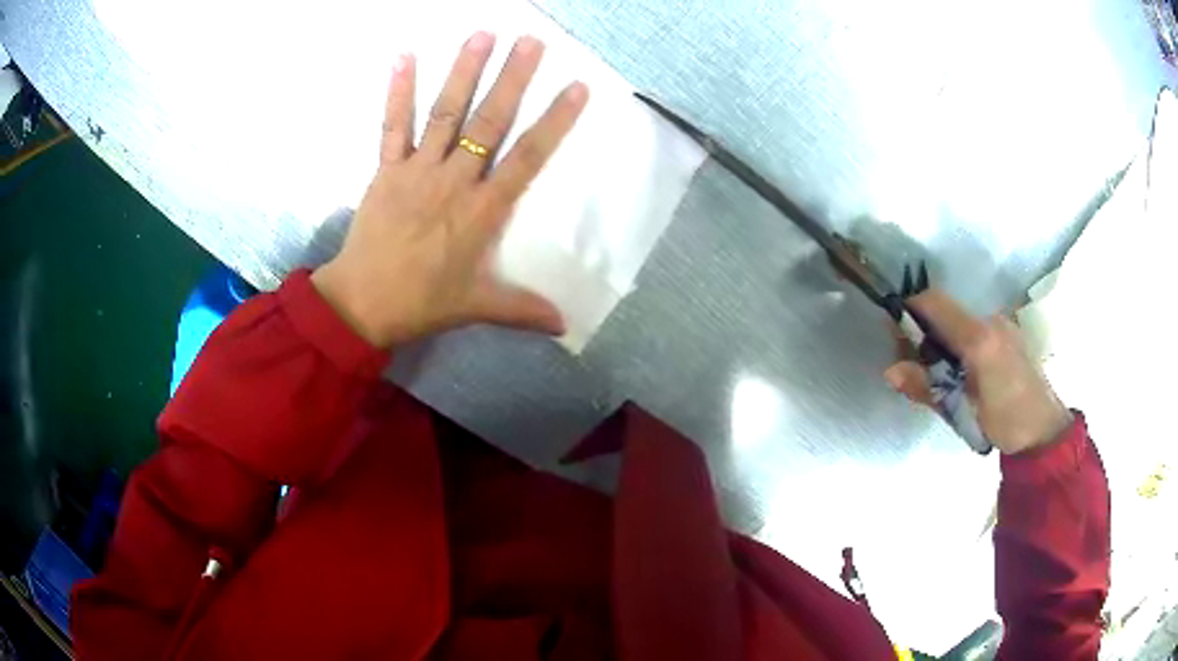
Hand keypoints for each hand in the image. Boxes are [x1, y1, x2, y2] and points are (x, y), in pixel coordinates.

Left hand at [312, 32, 588, 347]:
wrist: (361, 303)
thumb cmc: (421, 302)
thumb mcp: (475, 307)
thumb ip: (521, 309)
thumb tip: (563, 326)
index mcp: (481, 211)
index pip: (527, 158)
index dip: (554, 122)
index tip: (576, 88)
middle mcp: (454, 181)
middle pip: (489, 123)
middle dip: (512, 79)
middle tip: (531, 41)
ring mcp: (417, 170)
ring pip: (446, 114)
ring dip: (464, 72)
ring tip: (482, 35)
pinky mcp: (386, 169)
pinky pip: (393, 126)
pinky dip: (398, 92)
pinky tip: (404, 57)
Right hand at [884, 290, 1072, 454]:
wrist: (1045, 431)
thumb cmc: (1005, 422)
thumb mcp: (962, 413)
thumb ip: (927, 388)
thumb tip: (890, 371)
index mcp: (977, 338)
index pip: (933, 303)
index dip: (909, 309)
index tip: (894, 333)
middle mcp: (989, 320)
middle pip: (944, 311)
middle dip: (922, 332)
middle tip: (913, 365)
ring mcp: (1000, 325)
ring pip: (958, 321)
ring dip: (941, 340)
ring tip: (939, 375)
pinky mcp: (1007, 334)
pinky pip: (973, 329)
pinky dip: (958, 344)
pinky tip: (961, 373)